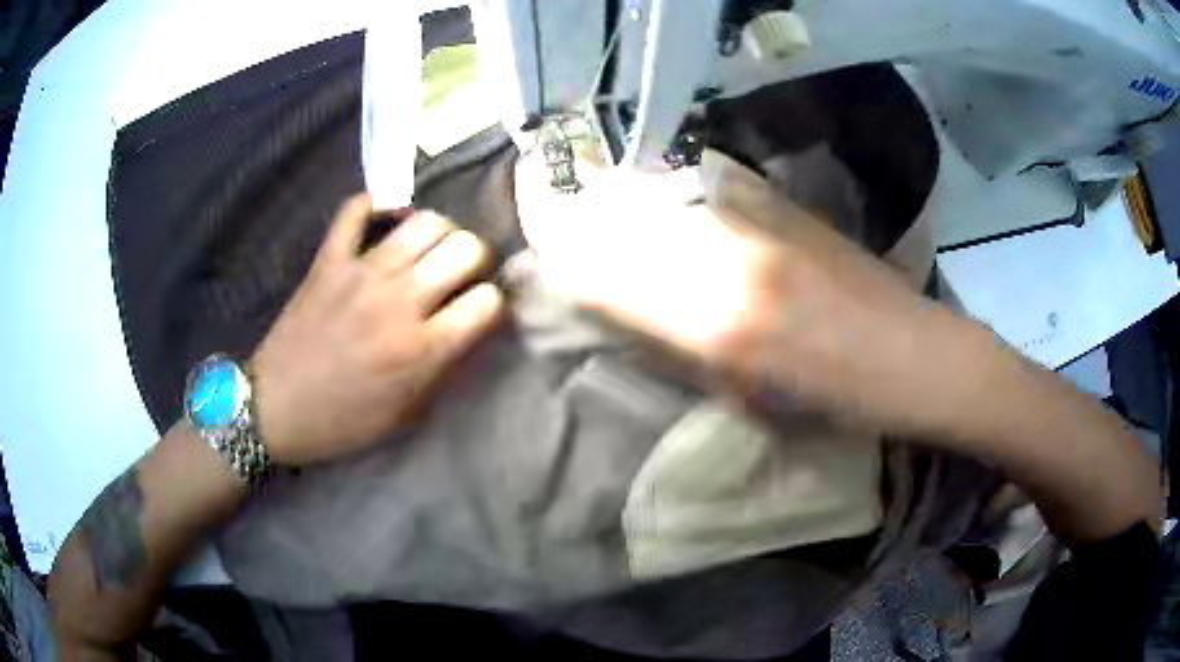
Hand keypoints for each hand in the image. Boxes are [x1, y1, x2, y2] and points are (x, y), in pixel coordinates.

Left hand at [250, 194, 504, 465]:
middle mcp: (399, 301)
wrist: (276, 408)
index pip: (488, 302)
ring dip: (440, 231)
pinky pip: (355, 209)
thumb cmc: (343, 421)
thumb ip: (444, 370)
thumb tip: (471, 331)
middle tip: (463, 273)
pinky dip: (376, 205)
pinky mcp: (329, 259)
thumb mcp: (406, 414)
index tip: (481, 311)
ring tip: (429, 249)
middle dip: (478, 258)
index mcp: (422, 349)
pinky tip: (385, 219)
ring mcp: (361, 273)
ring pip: (425, 221)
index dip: (494, 304)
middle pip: (466, 248)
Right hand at [515, 148, 969, 434]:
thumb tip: (636, 315)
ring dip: (630, 217)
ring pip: (666, 210)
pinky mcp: (783, 205)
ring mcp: (758, 224)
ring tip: (608, 222)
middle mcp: (728, 262)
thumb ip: (686, 350)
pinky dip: (681, 203)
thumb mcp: (749, 394)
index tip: (543, 270)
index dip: (572, 275)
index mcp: (717, 326)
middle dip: (589, 240)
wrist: (913, 355)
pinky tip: (676, 211)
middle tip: (564, 240)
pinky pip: (710, 194)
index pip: (613, 286)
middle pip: (631, 238)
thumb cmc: (836, 399)